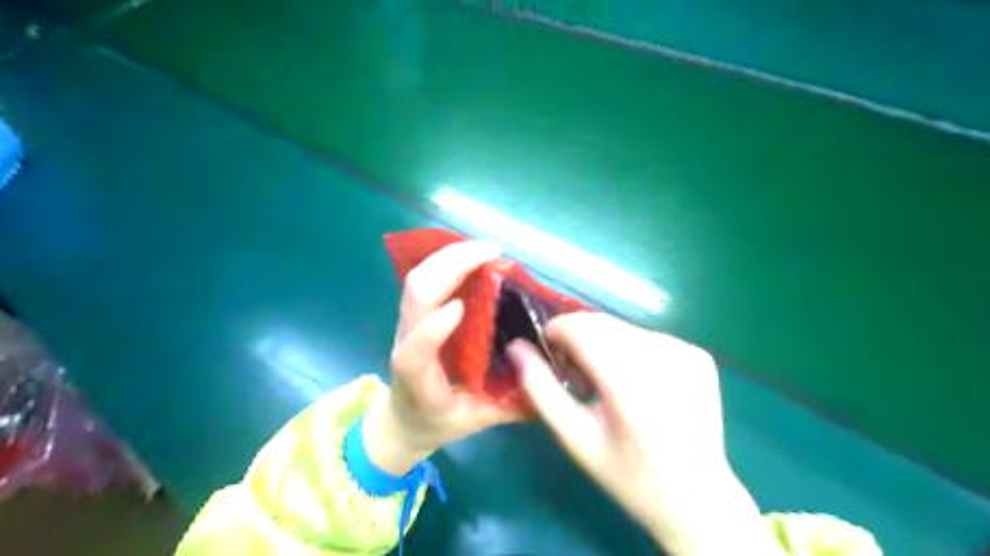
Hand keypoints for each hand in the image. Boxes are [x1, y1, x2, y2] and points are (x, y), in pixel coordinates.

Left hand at [361, 239, 519, 472]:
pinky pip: (422, 278)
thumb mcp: (476, 422)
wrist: (402, 418)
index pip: (415, 352)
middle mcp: (407, 344)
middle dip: (451, 265)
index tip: (461, 307)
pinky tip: (471, 255)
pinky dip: (444, 260)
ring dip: (448, 257)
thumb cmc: (438, 420)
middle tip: (491, 252)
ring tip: (485, 249)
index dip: (433, 328)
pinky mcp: (412, 313)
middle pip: (416, 295)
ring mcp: (407, 324)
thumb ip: (511, 407)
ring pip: (416, 280)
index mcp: (419, 379)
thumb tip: (551, 383)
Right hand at [511, 315, 780, 553]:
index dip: (555, 334)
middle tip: (578, 378)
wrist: (696, 496)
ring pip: (621, 327)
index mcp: (627, 380)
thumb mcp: (574, 437)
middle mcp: (660, 355)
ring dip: (603, 345)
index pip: (578, 326)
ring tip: (607, 383)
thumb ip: (540, 388)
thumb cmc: (627, 472)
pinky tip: (638, 384)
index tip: (552, 358)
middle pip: (599, 322)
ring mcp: (683, 350)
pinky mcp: (696, 354)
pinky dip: (631, 351)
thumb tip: (516, 347)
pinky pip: (646, 337)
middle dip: (578, 340)